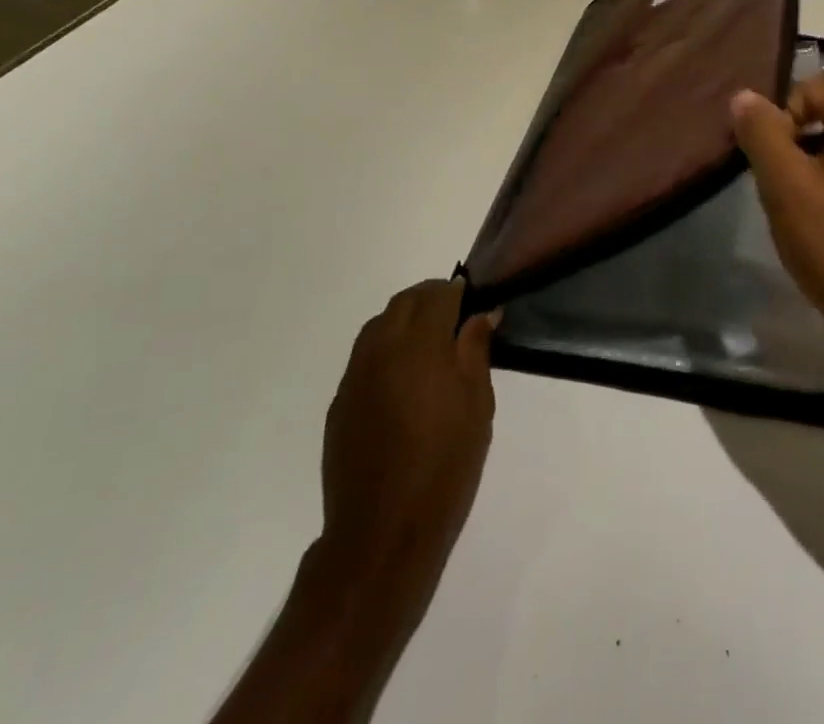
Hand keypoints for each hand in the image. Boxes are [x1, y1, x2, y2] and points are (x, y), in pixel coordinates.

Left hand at [319, 279, 497, 602]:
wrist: (383, 531)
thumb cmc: (445, 465)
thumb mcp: (477, 405)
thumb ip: (476, 350)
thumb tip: (482, 313)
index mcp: (420, 344)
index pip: (438, 295)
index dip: (458, 292)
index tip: (475, 301)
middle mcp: (382, 348)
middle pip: (405, 301)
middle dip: (430, 299)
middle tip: (455, 318)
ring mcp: (355, 374)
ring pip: (379, 324)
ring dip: (404, 320)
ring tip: (428, 345)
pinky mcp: (340, 401)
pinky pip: (364, 356)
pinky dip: (385, 349)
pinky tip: (402, 380)